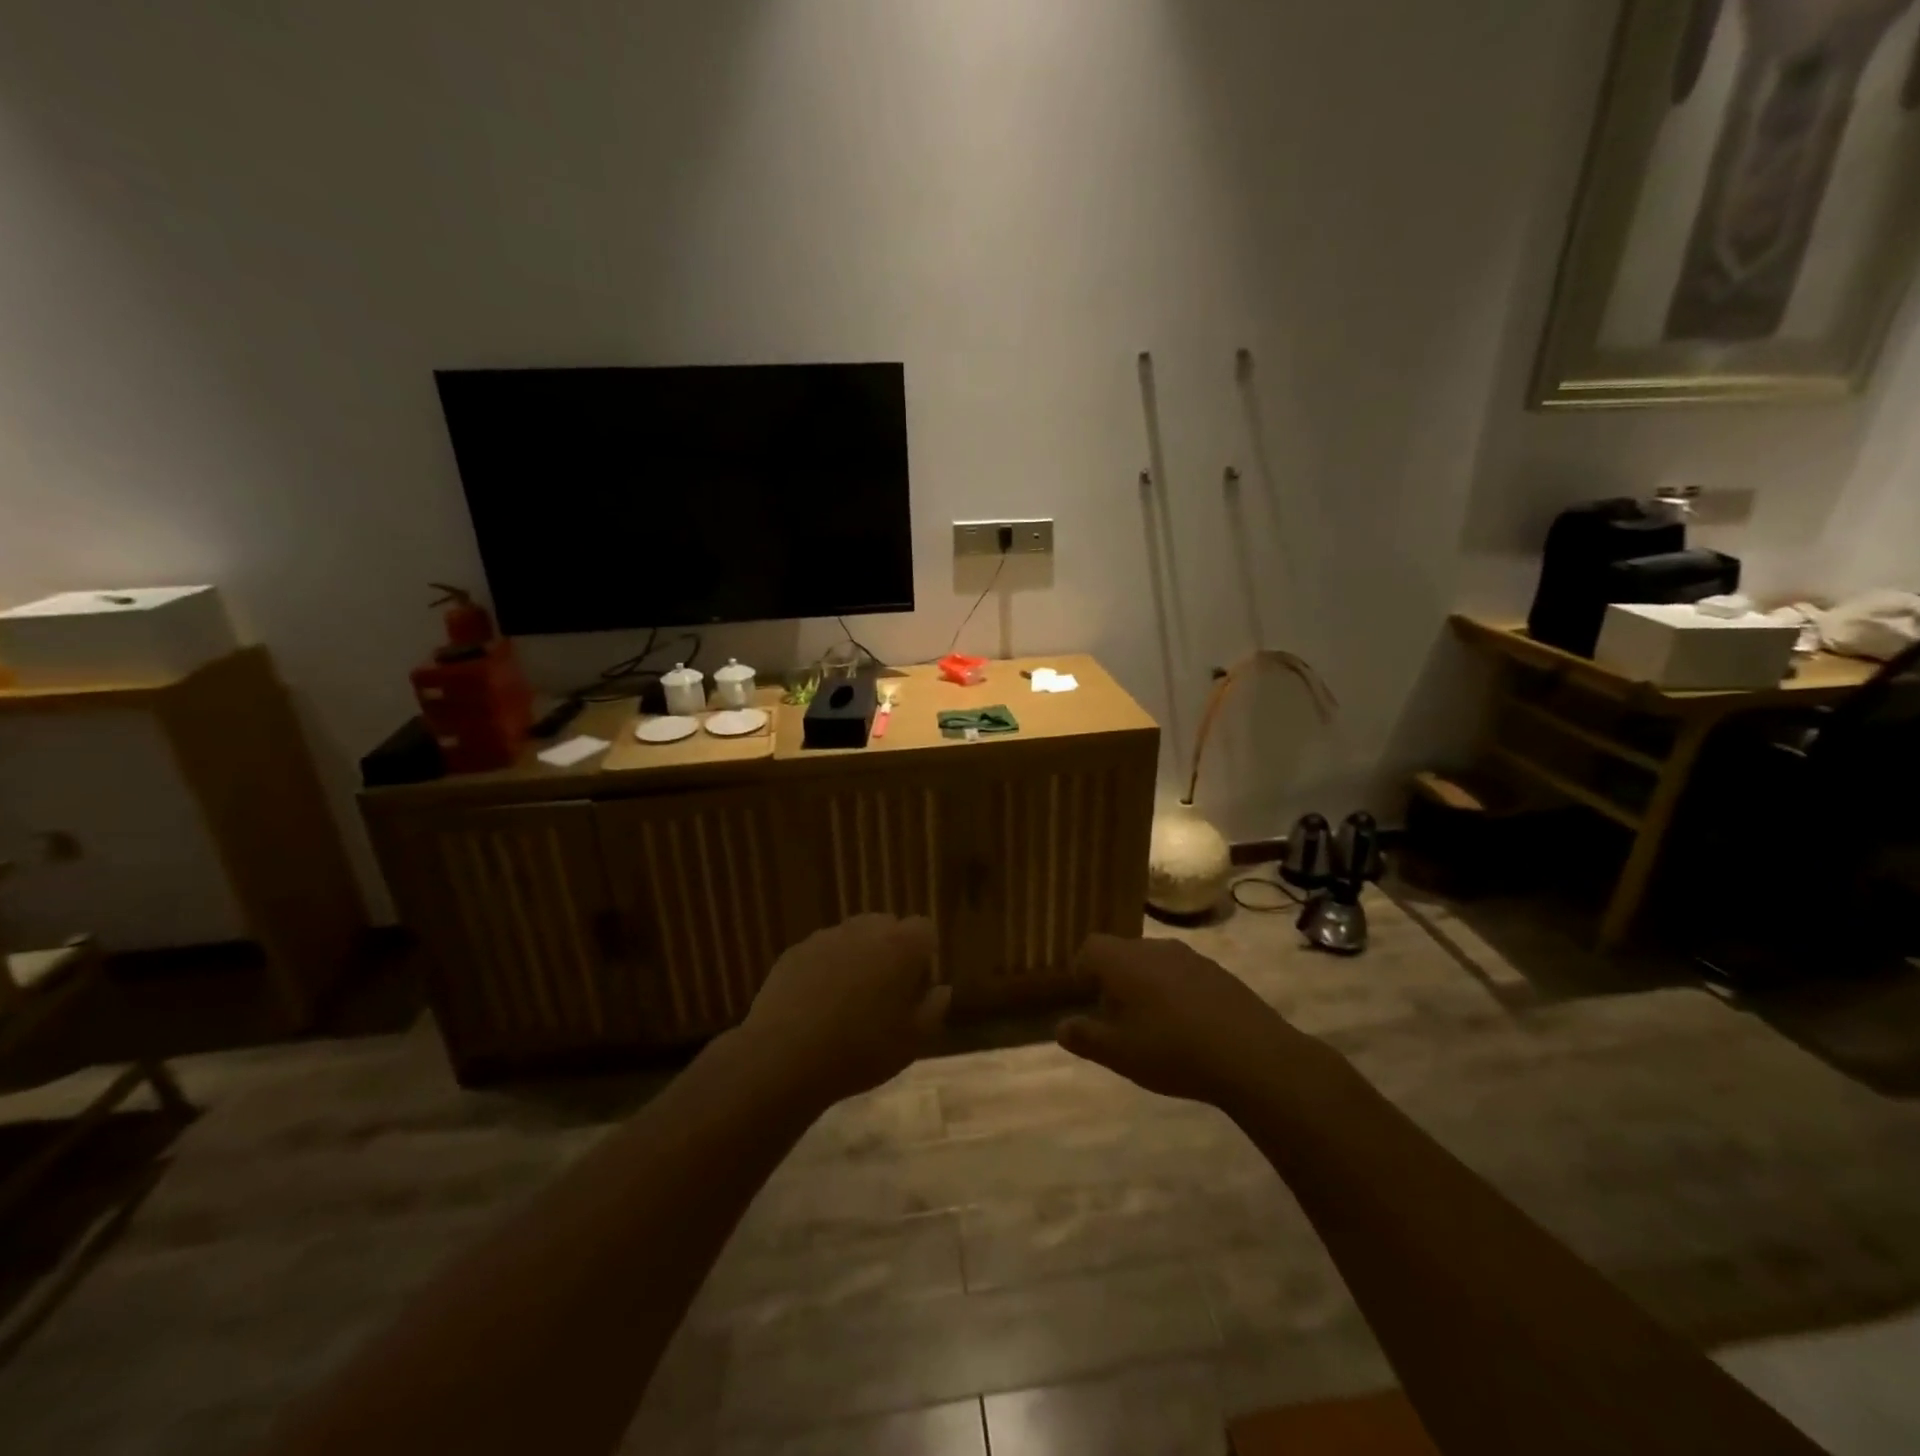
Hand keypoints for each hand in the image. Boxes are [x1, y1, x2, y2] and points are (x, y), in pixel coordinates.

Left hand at [741, 914, 948, 1107]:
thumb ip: (935, 1007)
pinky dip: (825, 969)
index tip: (916, 989)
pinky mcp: (795, 952)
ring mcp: (826, 937)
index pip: (924, 930)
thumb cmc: (862, 1049)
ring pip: (852, 938)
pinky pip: (821, 953)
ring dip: (857, 959)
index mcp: (901, 944)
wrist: (786, 1058)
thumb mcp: (914, 1039)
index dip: (924, 957)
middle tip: (885, 994)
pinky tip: (817, 1005)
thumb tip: (940, 988)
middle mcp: (865, 929)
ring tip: (848, 1002)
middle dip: (891, 952)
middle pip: (887, 927)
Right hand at [1057, 934, 1319, 1111]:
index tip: (1082, 997)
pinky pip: (1183, 974)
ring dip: (1146, 984)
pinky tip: (1187, 1026)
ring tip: (1151, 1023)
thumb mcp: (1119, 1053)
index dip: (1081, 970)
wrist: (1252, 1055)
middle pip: (1123, 953)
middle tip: (1114, 1015)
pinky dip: (1175, 992)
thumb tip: (1061, 1026)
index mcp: (1124, 961)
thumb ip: (1085, 1037)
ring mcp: (1191, 957)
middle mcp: (1155, 947)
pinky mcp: (1219, 972)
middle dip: (1113, 979)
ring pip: (1154, 962)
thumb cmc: (1172, 1050)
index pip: (1091, 948)